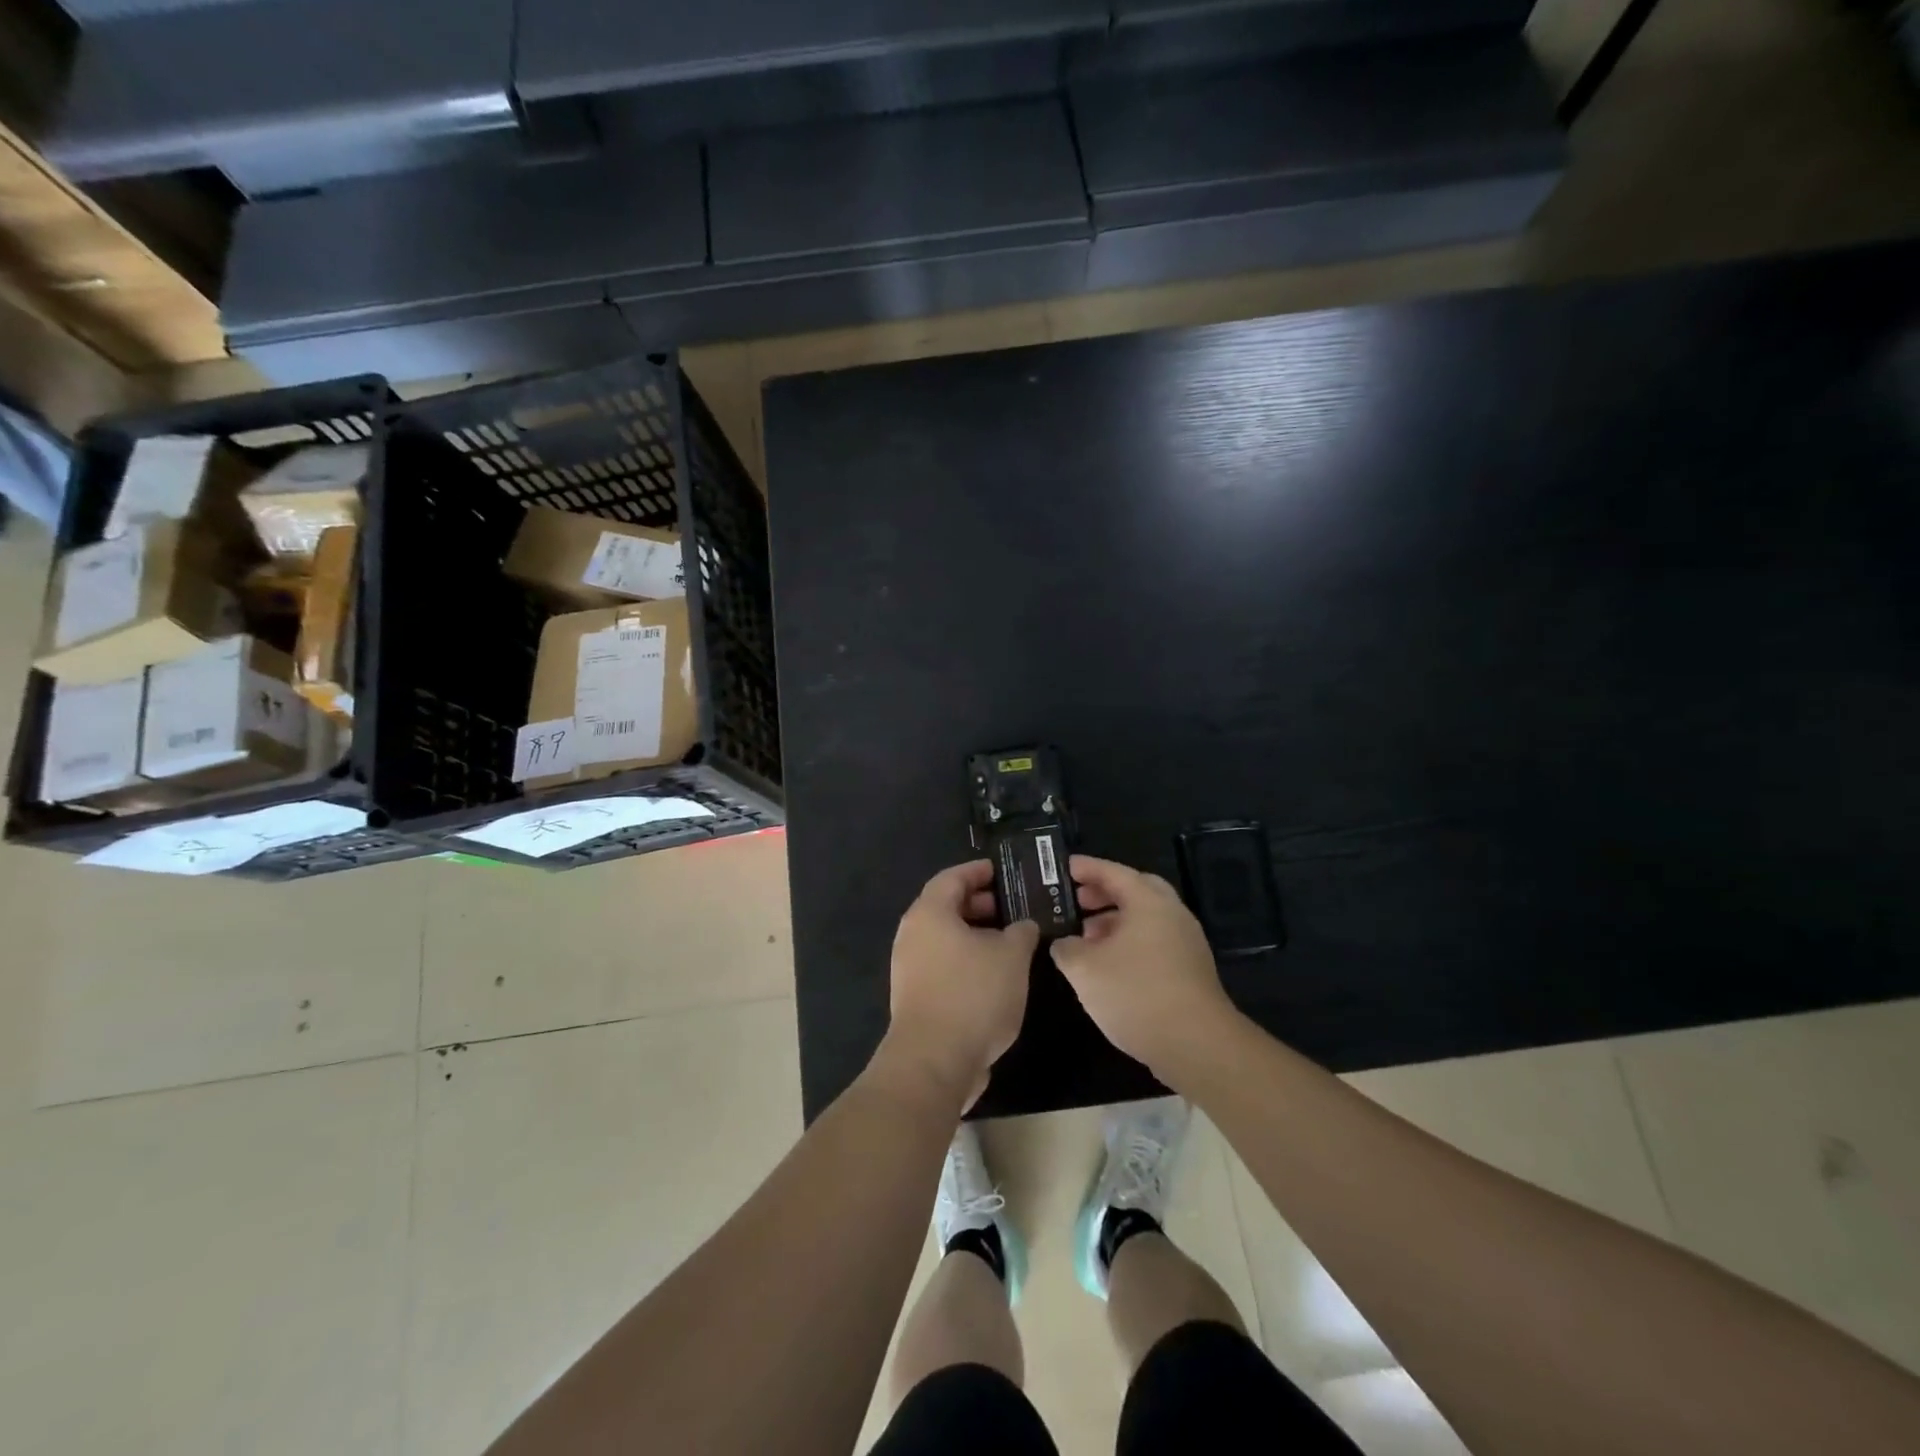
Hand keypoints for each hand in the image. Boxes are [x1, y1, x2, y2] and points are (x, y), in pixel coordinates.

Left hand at [883, 861, 1039, 1110]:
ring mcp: (910, 968)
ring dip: (976, 935)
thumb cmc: (973, 994)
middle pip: (947, 906)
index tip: (1005, 872)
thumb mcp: (1011, 956)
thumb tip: (1023, 925)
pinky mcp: (916, 997)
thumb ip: (1021, 932)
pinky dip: (968, 960)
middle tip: (1013, 907)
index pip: (953, 877)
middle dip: (981, 904)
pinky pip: (944, 964)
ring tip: (1011, 942)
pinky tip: (996, 975)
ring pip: (946, 938)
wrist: (934, 1061)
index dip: (980, 871)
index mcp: (929, 913)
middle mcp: (913, 934)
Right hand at [1051, 855, 1242, 1084]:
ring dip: (1115, 921)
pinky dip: (1129, 942)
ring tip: (1086, 938)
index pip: (1113, 872)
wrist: (1196, 1044)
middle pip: (1135, 890)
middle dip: (1104, 892)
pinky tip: (1109, 966)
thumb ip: (1066, 948)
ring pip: (1146, 919)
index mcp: (1148, 902)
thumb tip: (1064, 943)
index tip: (1064, 867)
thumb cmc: (1135, 993)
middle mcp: (1172, 914)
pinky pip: (1154, 941)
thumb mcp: (1084, 969)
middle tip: (1077, 900)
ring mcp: (1186, 942)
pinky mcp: (1190, 970)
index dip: (1086, 868)